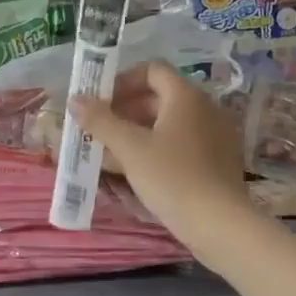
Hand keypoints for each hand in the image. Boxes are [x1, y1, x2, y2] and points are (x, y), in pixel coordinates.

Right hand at [72, 61, 248, 245]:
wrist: (221, 225)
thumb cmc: (172, 177)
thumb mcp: (130, 148)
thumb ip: (101, 120)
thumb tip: (75, 99)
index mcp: (186, 96)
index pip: (152, 70)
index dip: (122, 80)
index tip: (99, 100)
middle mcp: (204, 108)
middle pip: (158, 97)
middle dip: (124, 109)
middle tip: (97, 128)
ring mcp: (213, 136)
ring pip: (167, 123)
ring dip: (135, 131)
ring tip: (107, 151)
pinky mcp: (216, 161)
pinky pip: (179, 143)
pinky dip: (154, 148)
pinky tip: (133, 170)